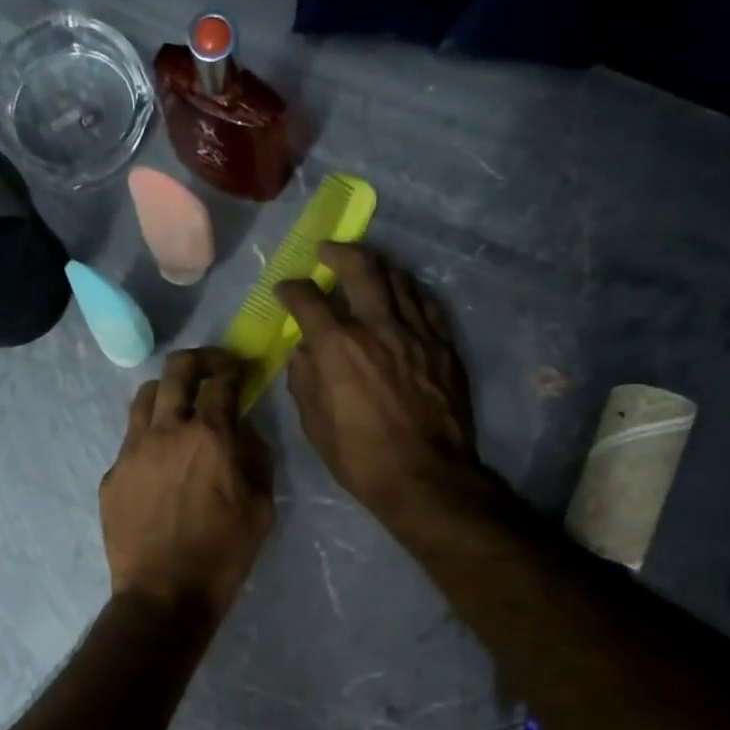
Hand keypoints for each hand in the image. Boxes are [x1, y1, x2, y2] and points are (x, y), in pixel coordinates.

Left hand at [101, 348, 273, 619]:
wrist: (163, 594)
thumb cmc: (223, 554)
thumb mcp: (261, 507)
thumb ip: (255, 457)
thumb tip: (243, 429)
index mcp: (209, 436)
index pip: (221, 381)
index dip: (233, 367)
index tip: (239, 369)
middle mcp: (167, 431)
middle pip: (176, 370)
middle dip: (198, 360)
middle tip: (211, 369)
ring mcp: (132, 451)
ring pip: (145, 397)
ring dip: (168, 392)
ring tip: (180, 408)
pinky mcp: (112, 475)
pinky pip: (131, 440)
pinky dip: (150, 437)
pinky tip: (160, 463)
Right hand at [277, 243, 478, 524]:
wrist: (426, 477)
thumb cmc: (361, 458)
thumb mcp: (315, 425)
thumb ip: (304, 380)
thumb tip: (301, 351)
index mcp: (339, 347)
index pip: (308, 299)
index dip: (291, 289)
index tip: (285, 290)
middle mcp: (378, 326)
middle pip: (360, 268)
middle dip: (338, 253)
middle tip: (327, 252)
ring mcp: (417, 332)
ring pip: (398, 278)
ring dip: (376, 265)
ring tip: (365, 265)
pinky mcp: (444, 345)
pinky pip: (426, 303)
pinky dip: (408, 291)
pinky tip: (402, 294)